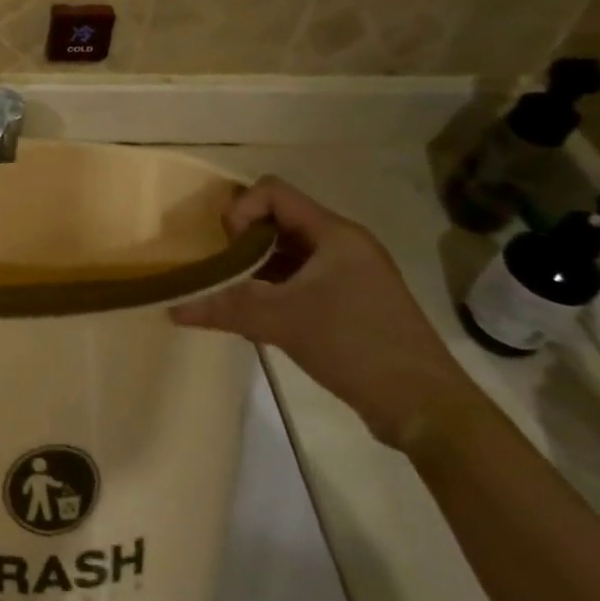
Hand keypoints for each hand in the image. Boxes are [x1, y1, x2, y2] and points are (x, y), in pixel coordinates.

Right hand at [172, 177, 481, 451]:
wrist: (426, 407)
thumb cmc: (355, 345)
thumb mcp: (281, 321)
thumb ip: (224, 308)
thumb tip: (173, 309)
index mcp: (334, 234)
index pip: (273, 192)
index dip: (241, 211)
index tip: (227, 249)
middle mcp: (344, 244)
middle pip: (279, 219)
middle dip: (243, 240)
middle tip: (219, 270)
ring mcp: (351, 274)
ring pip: (289, 251)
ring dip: (256, 266)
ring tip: (231, 293)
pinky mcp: (352, 302)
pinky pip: (302, 277)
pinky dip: (274, 287)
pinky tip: (256, 315)